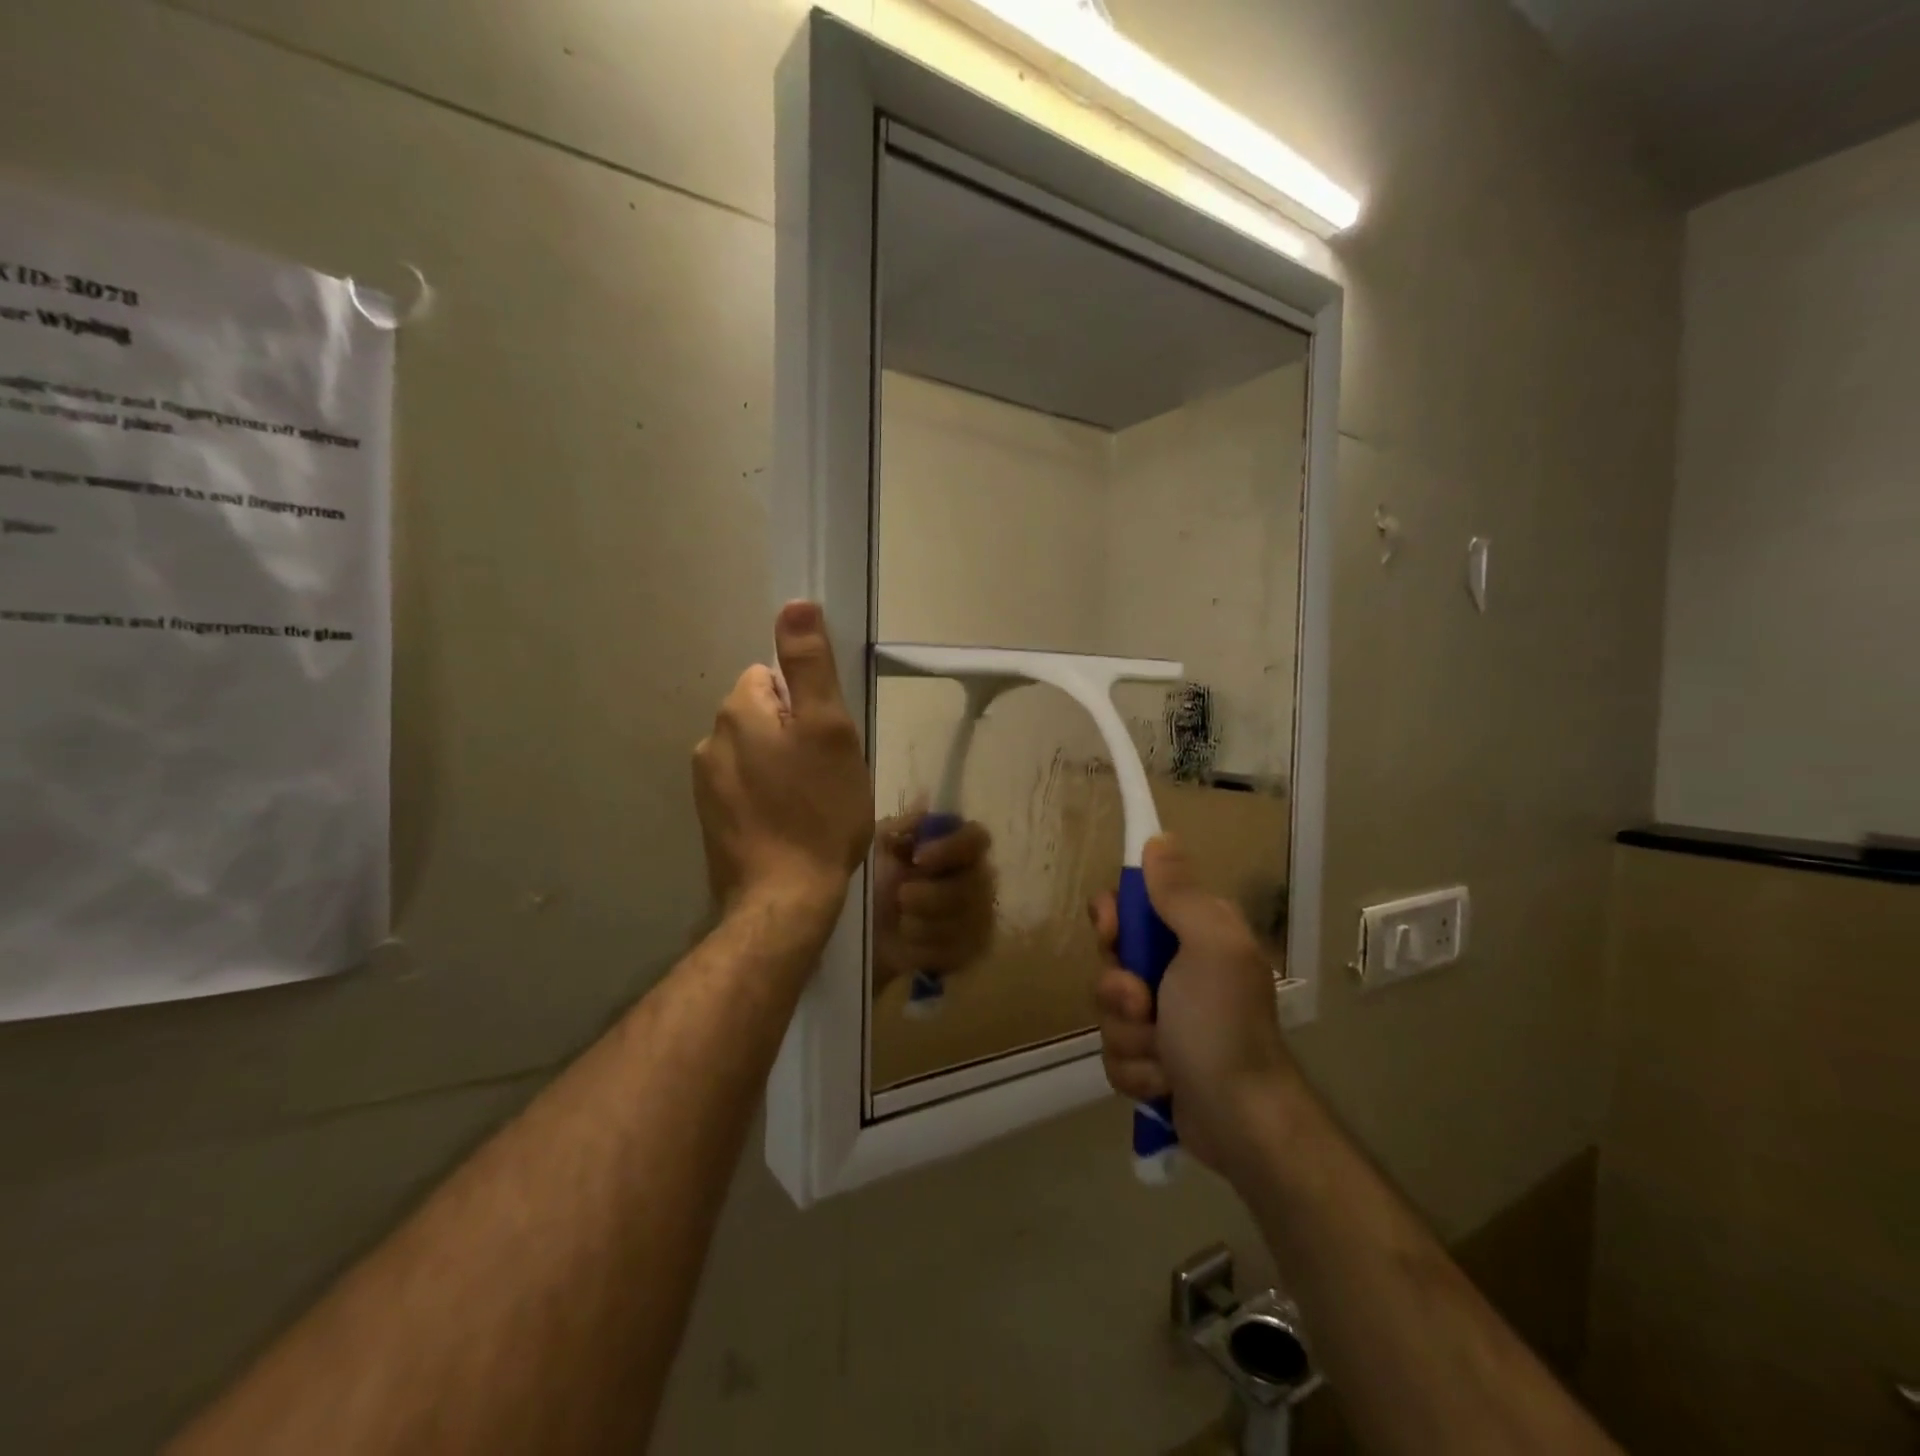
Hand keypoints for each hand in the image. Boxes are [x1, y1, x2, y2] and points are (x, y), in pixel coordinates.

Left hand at [693, 602, 874, 916]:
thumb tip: (795, 603)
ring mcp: (706, 784)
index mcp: (739, 711)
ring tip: (811, 803)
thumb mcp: (829, 729)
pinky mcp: (711, 820)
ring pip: (756, 754)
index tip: (829, 741)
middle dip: (795, 735)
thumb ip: (810, 665)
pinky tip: (790, 824)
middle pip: (764, 715)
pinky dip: (768, 797)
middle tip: (827, 774)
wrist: (784, 897)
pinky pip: (746, 788)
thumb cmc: (818, 809)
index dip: (809, 705)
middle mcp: (711, 740)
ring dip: (782, 766)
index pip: (774, 677)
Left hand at [871, 813, 996, 993]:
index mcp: (955, 848)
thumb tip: (925, 799)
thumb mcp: (877, 847)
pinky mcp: (970, 951)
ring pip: (968, 921)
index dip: (951, 848)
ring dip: (926, 924)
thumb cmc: (870, 882)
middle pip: (975, 884)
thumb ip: (903, 826)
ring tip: (900, 924)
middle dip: (933, 896)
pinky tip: (909, 947)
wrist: (856, 935)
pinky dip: (929, 950)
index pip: (977, 838)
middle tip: (901, 898)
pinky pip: (961, 950)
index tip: (918, 858)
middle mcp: (975, 878)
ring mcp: (977, 916)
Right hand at [1089, 835, 1298, 1173]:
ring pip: (1109, 1010)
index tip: (1112, 933)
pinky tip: (1163, 1083)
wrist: (1241, 1123)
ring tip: (1161, 1056)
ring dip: (1128, 1036)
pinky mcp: (1153, 1061)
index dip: (1114, 917)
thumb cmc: (1223, 1026)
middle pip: (1114, 958)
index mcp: (1196, 934)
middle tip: (1142, 1003)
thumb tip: (1159, 839)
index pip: (1134, 904)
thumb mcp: (1208, 946)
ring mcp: (1165, 1018)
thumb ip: (1179, 893)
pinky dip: (1135, 1070)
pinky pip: (1116, 1052)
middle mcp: (1179, 970)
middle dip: (1119, 988)